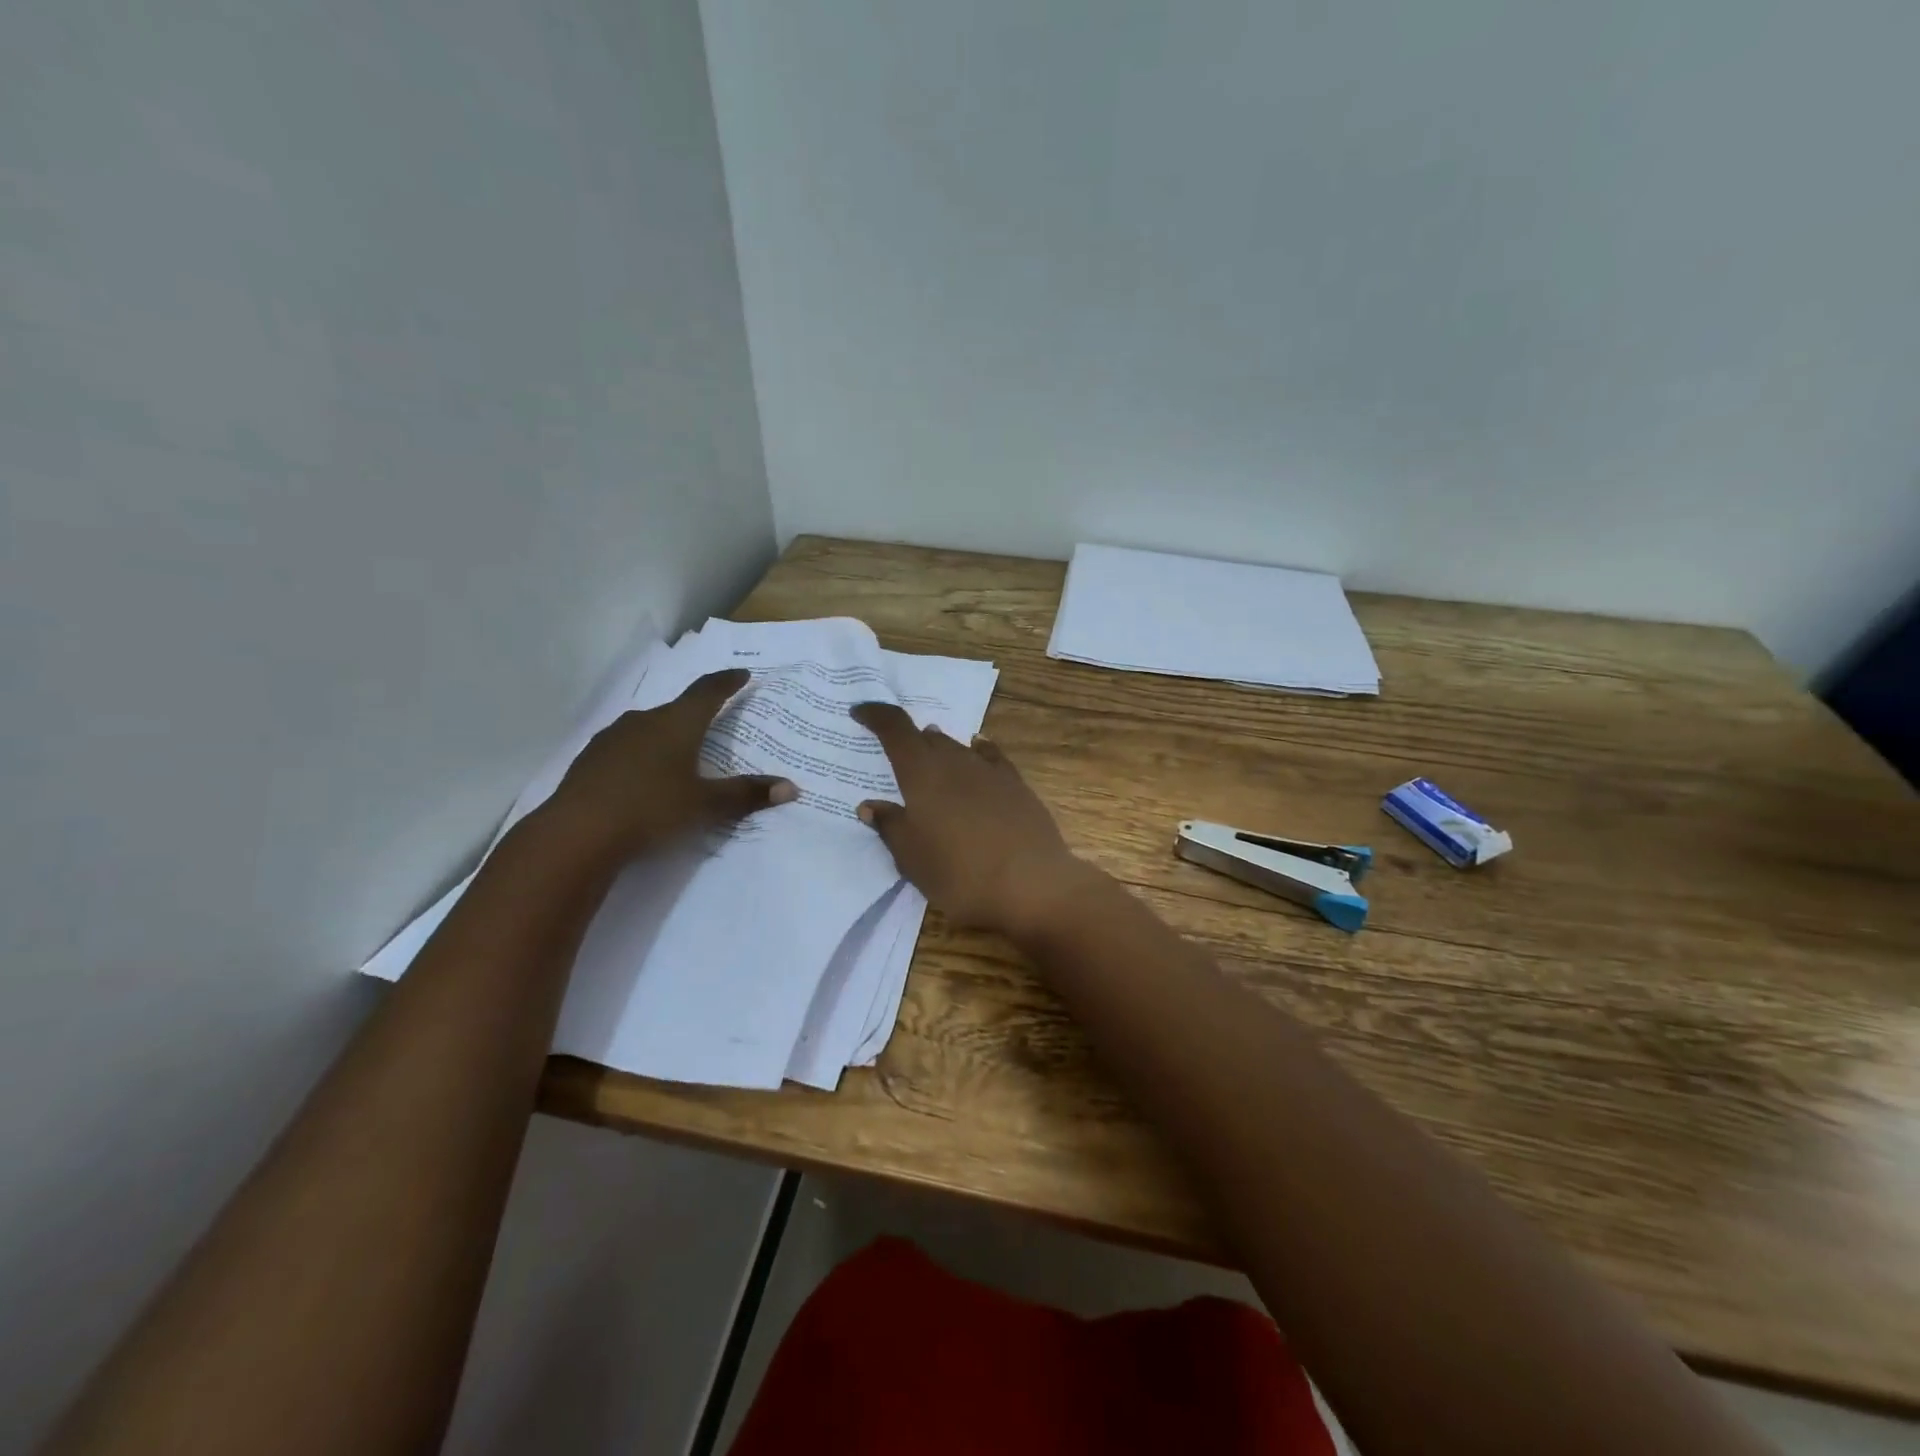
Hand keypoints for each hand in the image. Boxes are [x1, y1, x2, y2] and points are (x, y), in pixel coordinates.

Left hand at [545, 669, 794, 859]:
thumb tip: (791, 787)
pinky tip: (643, 776)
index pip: (708, 692)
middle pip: (677, 709)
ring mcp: (612, 738)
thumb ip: (747, 794)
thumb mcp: (706, 805)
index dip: (727, 682)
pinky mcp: (590, 760)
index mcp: (677, 723)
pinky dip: (642, 755)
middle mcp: (644, 721)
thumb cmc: (652, 809)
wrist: (577, 834)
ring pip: (648, 728)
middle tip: (713, 723)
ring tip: (679, 752)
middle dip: (697, 714)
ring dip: (667, 735)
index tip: (742, 675)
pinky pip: (626, 748)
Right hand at [850, 702, 1092, 933]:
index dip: (876, 715)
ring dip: (940, 749)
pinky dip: (977, 751)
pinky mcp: (1017, 785)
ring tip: (930, 759)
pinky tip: (978, 751)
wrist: (1032, 884)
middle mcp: (955, 761)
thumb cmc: (959, 873)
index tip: (860, 712)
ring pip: (957, 747)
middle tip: (896, 753)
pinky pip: (991, 757)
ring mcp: (990, 771)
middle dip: (908, 740)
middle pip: (927, 738)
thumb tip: (869, 805)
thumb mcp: (912, 859)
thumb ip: (890, 827)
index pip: (895, 728)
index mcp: (922, 774)